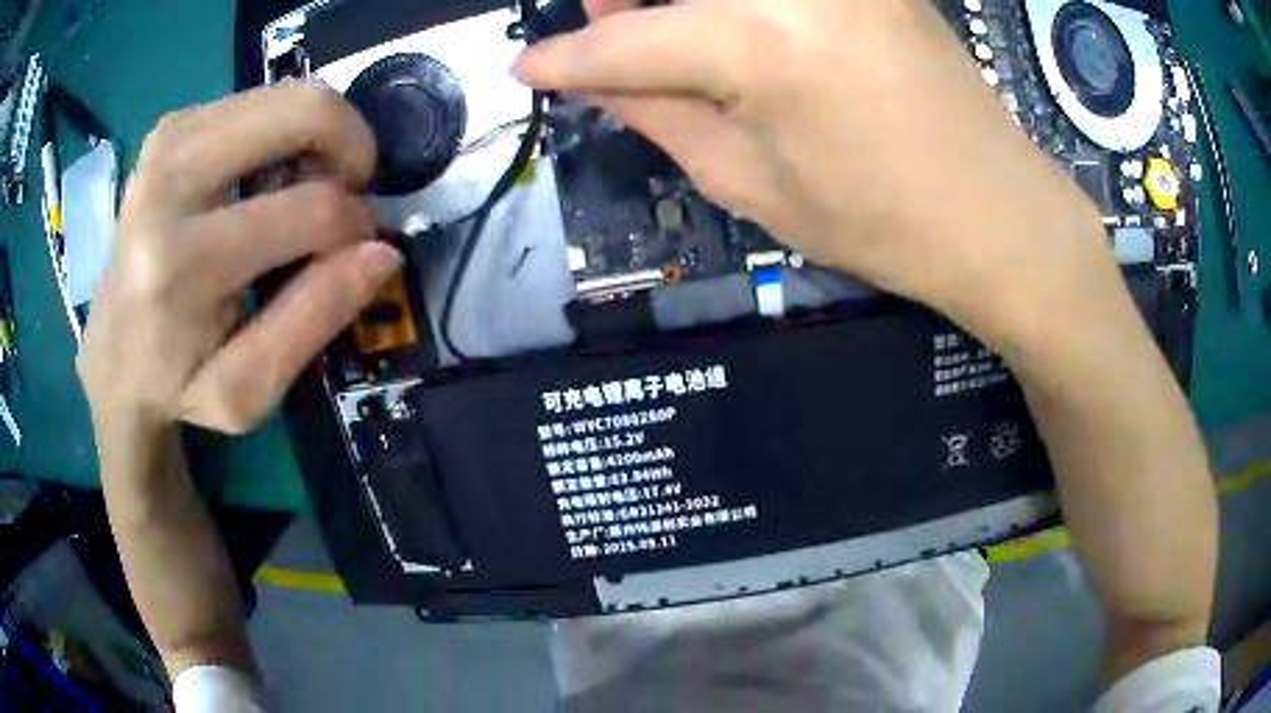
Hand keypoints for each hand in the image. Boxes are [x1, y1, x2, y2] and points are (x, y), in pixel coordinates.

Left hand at [78, 83, 401, 435]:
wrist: (111, 353)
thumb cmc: (177, 381)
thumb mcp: (246, 391)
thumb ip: (313, 321)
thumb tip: (382, 252)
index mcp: (180, 264)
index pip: (308, 211)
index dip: (355, 225)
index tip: (358, 249)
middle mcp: (168, 181)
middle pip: (301, 111)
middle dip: (349, 144)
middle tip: (344, 191)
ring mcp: (166, 142)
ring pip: (285, 94)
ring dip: (317, 136)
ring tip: (301, 188)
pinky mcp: (169, 128)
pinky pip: (256, 100)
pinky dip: (282, 130)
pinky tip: (265, 176)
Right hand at [516, 0, 1120, 350]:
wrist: (999, 213)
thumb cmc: (882, 224)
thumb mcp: (752, 185)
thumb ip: (660, 112)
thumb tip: (596, 74)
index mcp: (761, 44)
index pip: (630, 40)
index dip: (569, 59)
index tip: (526, 67)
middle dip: (618, 0)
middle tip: (591, 15)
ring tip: (644, 17)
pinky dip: (732, 1)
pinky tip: (719, 17)